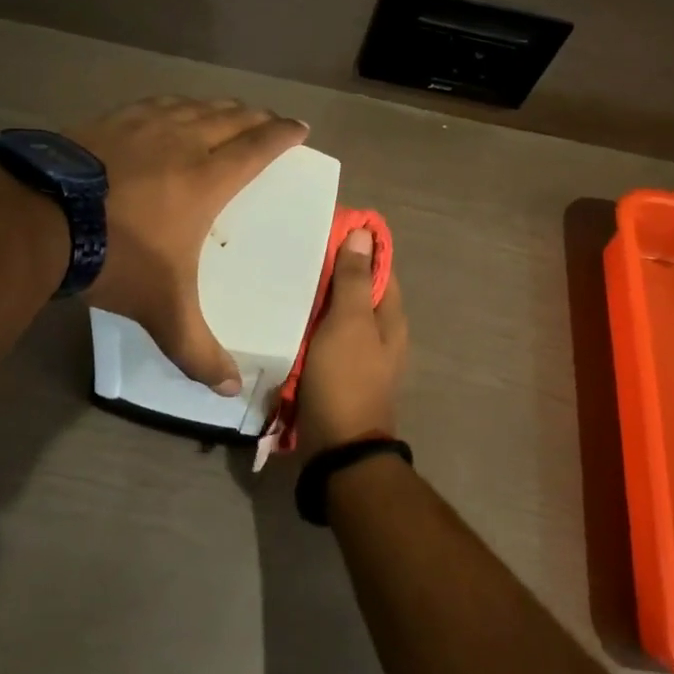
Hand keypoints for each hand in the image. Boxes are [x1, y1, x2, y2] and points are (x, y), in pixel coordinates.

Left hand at [71, 96, 307, 392]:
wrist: (40, 220)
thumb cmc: (116, 258)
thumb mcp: (163, 311)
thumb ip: (198, 351)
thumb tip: (232, 389)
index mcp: (207, 179)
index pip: (258, 147)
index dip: (284, 135)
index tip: (301, 128)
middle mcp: (182, 142)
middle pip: (231, 118)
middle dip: (257, 117)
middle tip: (271, 121)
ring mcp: (143, 126)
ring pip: (193, 106)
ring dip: (219, 107)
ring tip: (228, 111)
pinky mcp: (108, 121)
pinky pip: (155, 104)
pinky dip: (175, 104)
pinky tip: (170, 109)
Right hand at [296, 228, 408, 457]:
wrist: (338, 449)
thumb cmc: (346, 380)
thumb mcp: (350, 324)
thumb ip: (355, 280)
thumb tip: (364, 233)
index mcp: (389, 317)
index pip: (379, 266)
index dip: (358, 243)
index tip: (327, 223)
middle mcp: (378, 332)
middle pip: (357, 289)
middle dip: (332, 268)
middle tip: (296, 246)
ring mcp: (357, 354)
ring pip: (337, 313)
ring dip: (317, 295)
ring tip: (283, 273)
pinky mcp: (335, 371)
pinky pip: (322, 336)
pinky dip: (308, 322)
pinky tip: (283, 313)